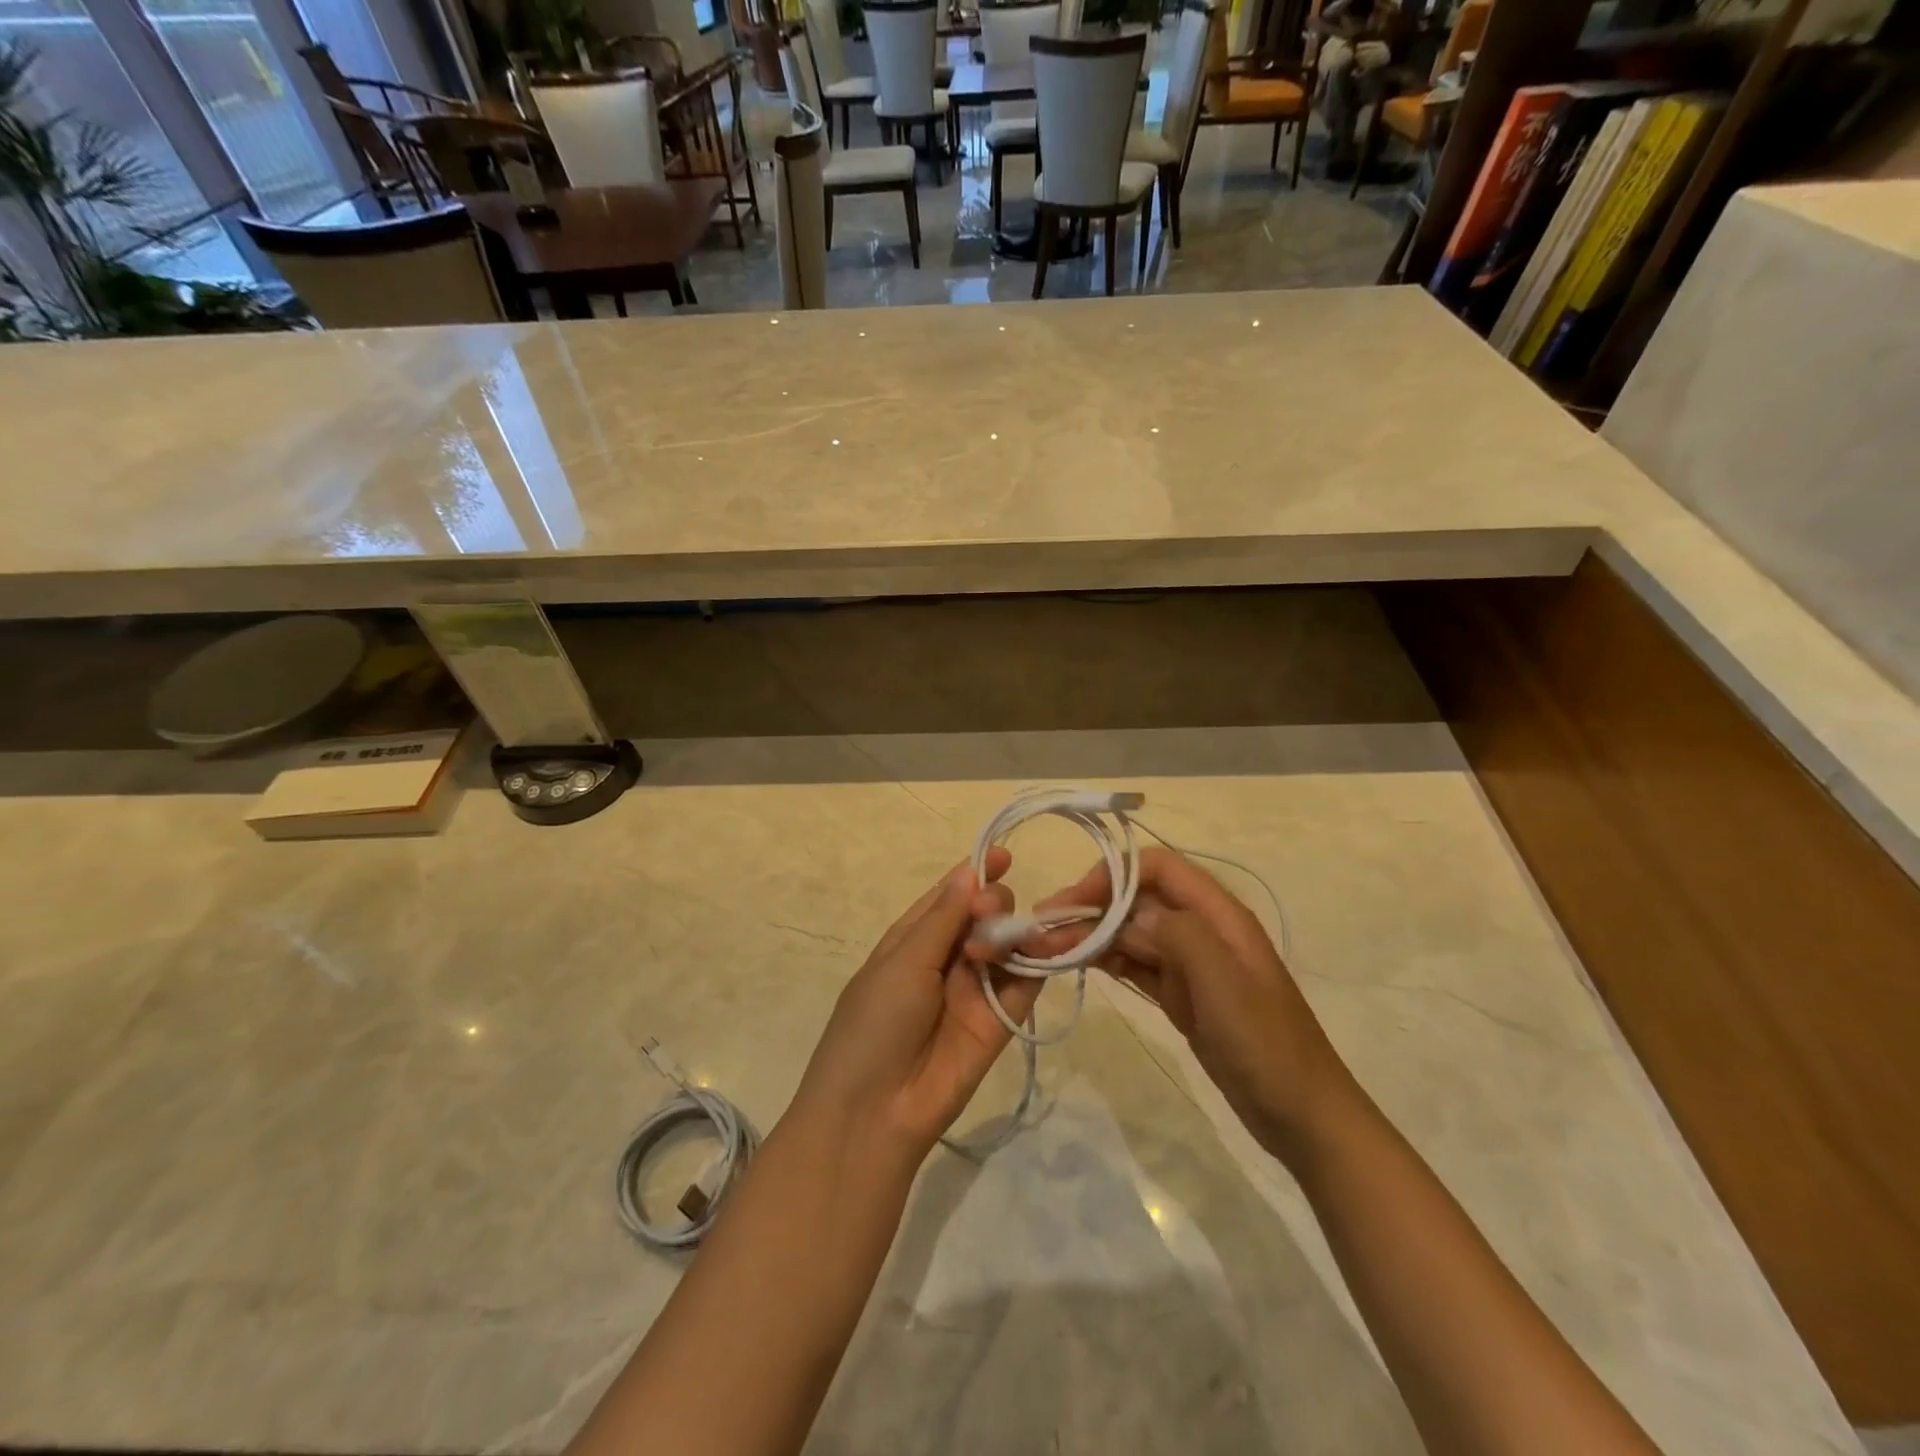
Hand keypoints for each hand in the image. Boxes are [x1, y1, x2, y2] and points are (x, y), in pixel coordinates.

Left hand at [791, 849, 1041, 1161]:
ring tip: (1013, 935)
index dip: (976, 873)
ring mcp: (974, 990)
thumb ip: (942, 919)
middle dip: (993, 904)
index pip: (950, 896)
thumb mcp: (903, 962)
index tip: (1006, 855)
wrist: (875, 1112)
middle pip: (983, 916)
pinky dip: (1038, 964)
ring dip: (1015, 931)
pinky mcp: (1000, 1021)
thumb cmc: (874, 1024)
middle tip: (988, 916)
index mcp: (913, 940)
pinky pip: (1025, 984)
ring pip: (1008, 945)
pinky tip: (1045, 949)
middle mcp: (946, 959)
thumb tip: (969, 871)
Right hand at [1033, 848, 1358, 1162]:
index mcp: (1218, 914)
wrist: (1302, 1116)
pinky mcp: (1183, 995)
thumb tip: (1127, 914)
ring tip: (1051, 950)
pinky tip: (1082, 964)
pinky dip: (1109, 960)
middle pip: (1138, 900)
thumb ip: (1175, 933)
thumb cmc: (1264, 1042)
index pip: (1157, 868)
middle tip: (1046, 932)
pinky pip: (1138, 965)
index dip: (1113, 875)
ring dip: (1094, 936)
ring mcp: (1192, 964)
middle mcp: (1202, 929)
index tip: (1074, 902)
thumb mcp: (1221, 980)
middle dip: (1093, 908)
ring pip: (1133, 933)